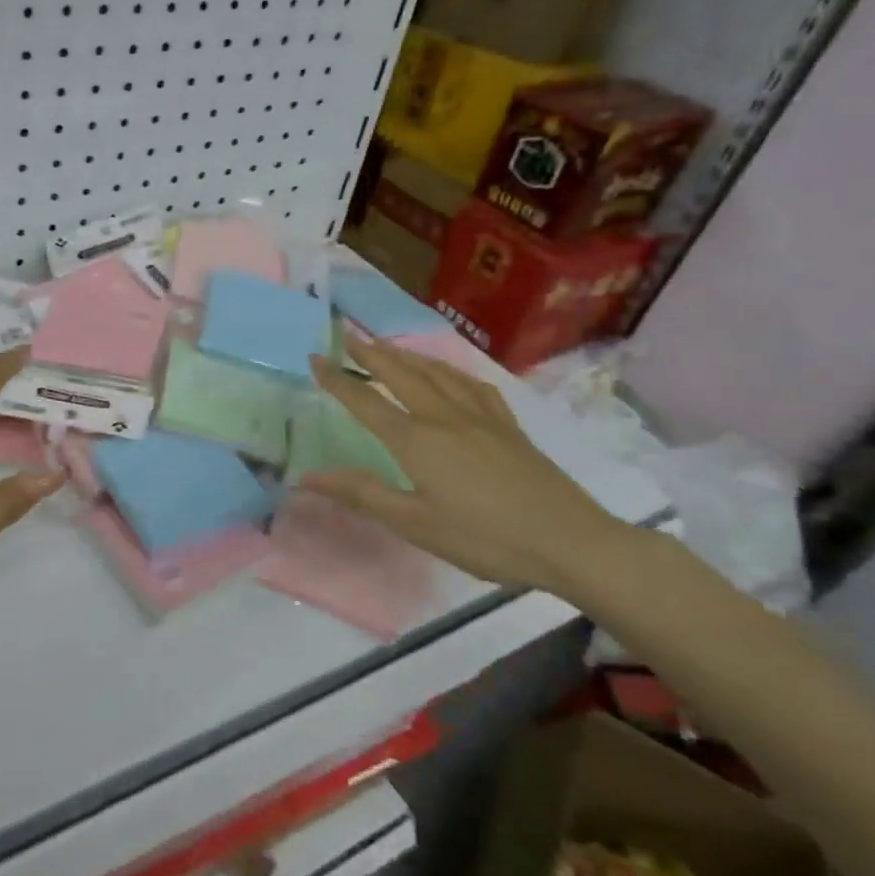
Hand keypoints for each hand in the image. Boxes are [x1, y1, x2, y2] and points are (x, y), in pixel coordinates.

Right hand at [303, 335, 629, 596]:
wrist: (569, 540)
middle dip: (371, 353)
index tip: (315, 358)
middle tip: (348, 334)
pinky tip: (449, 375)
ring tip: (388, 346)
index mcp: (416, 440)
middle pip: (402, 374)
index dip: (337, 380)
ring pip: (437, 373)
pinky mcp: (508, 426)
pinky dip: (450, 371)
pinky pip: (472, 385)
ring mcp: (481, 417)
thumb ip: (361, 493)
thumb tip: (305, 477)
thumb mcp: (414, 523)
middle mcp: (444, 417)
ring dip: (407, 355)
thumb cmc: (484, 537)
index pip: (366, 401)